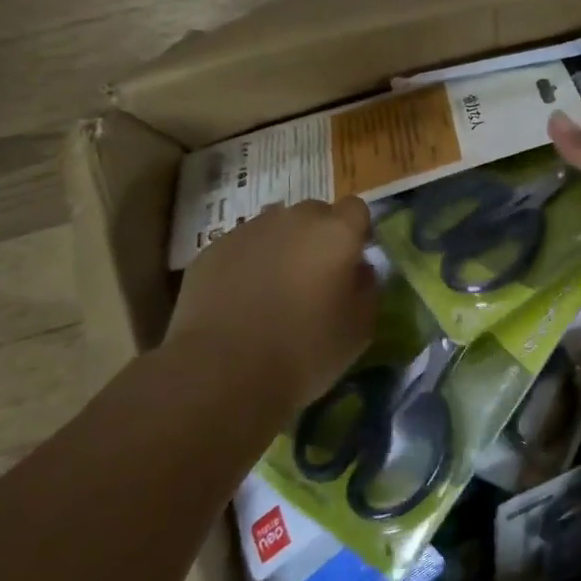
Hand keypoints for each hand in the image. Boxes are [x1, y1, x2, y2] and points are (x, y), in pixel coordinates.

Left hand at [165, 198, 377, 410]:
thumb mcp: (360, 329)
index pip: (356, 209)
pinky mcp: (212, 250)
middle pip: (314, 213)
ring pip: (275, 228)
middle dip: (318, 237)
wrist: (223, 371)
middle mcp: (293, 219)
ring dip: (282, 247)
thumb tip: (359, 270)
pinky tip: (241, 300)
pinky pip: (241, 247)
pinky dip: (247, 263)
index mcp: (336, 233)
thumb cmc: (306, 350)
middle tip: (315, 277)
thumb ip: (367, 289)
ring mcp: (248, 231)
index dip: (356, 233)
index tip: (352, 262)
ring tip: (275, 289)